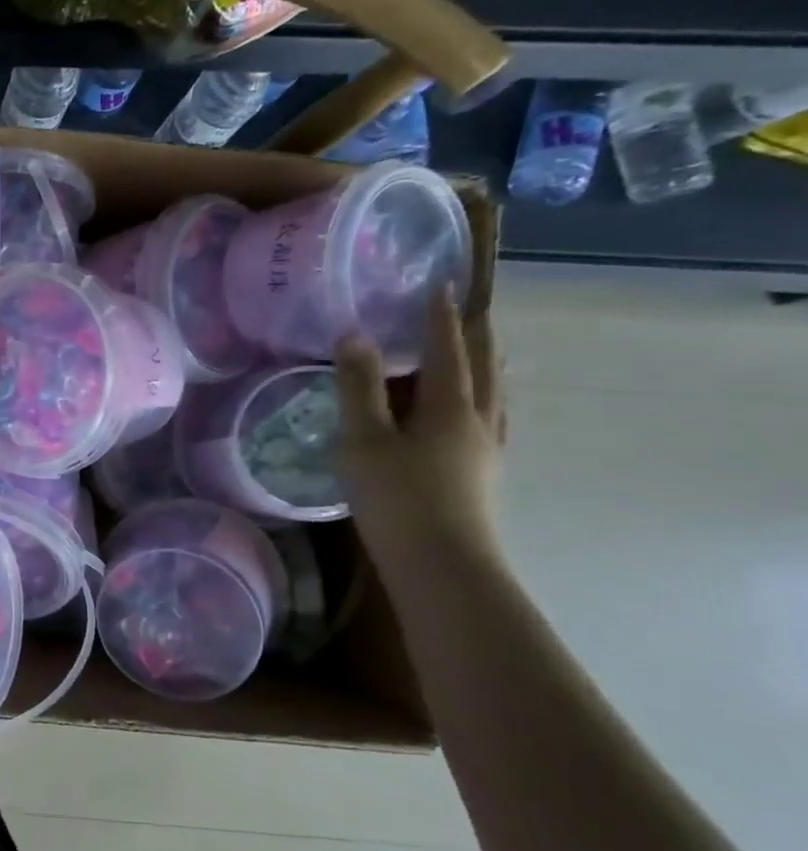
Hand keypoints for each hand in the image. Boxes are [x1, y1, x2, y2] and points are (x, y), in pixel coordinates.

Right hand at [334, 290, 505, 561]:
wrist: (441, 565)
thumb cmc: (397, 497)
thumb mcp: (364, 439)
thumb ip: (359, 388)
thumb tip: (355, 335)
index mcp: (449, 407)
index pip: (447, 349)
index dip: (441, 318)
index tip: (442, 285)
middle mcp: (478, 421)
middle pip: (485, 369)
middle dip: (476, 337)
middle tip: (471, 311)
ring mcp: (486, 451)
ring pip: (494, 397)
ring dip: (486, 368)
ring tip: (481, 355)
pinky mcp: (482, 476)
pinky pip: (489, 420)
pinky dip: (482, 400)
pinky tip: (473, 415)